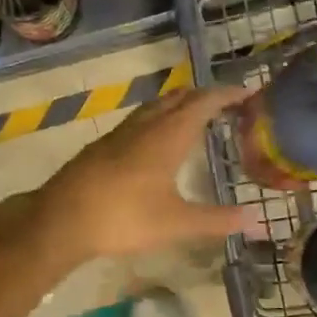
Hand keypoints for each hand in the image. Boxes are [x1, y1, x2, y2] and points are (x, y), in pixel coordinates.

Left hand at [30, 86, 254, 259]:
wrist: (60, 220)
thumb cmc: (123, 217)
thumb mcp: (176, 223)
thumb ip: (217, 220)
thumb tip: (256, 220)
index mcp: (167, 136)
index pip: (203, 102)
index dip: (227, 95)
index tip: (249, 94)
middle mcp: (145, 126)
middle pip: (179, 98)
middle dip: (205, 96)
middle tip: (227, 105)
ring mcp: (120, 134)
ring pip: (155, 106)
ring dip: (179, 105)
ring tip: (196, 117)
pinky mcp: (102, 146)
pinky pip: (139, 120)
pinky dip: (159, 119)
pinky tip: (156, 141)